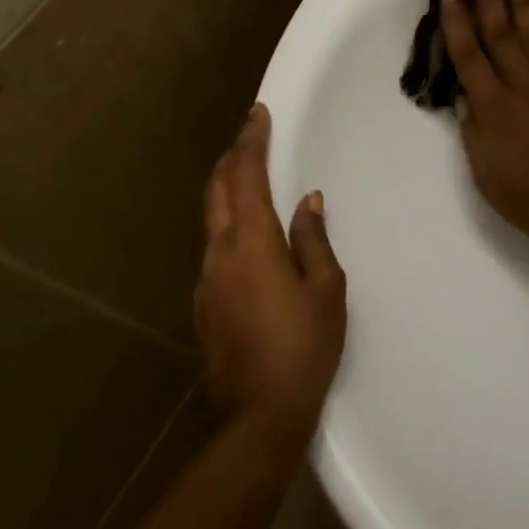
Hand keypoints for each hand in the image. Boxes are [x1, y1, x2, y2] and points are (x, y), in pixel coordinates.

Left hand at [196, 104, 345, 445]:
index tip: (257, 114)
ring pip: (212, 218)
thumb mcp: (325, 289)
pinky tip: (248, 238)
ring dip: (228, 190)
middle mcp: (219, 252)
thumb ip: (313, 238)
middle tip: (251, 137)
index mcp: (252, 242)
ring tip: (250, 179)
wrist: (258, 414)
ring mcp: (206, 280)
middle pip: (218, 190)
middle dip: (233, 158)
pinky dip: (229, 225)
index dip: (251, 141)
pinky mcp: (203, 304)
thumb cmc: (303, 346)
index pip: (247, 176)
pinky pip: (215, 248)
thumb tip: (308, 201)